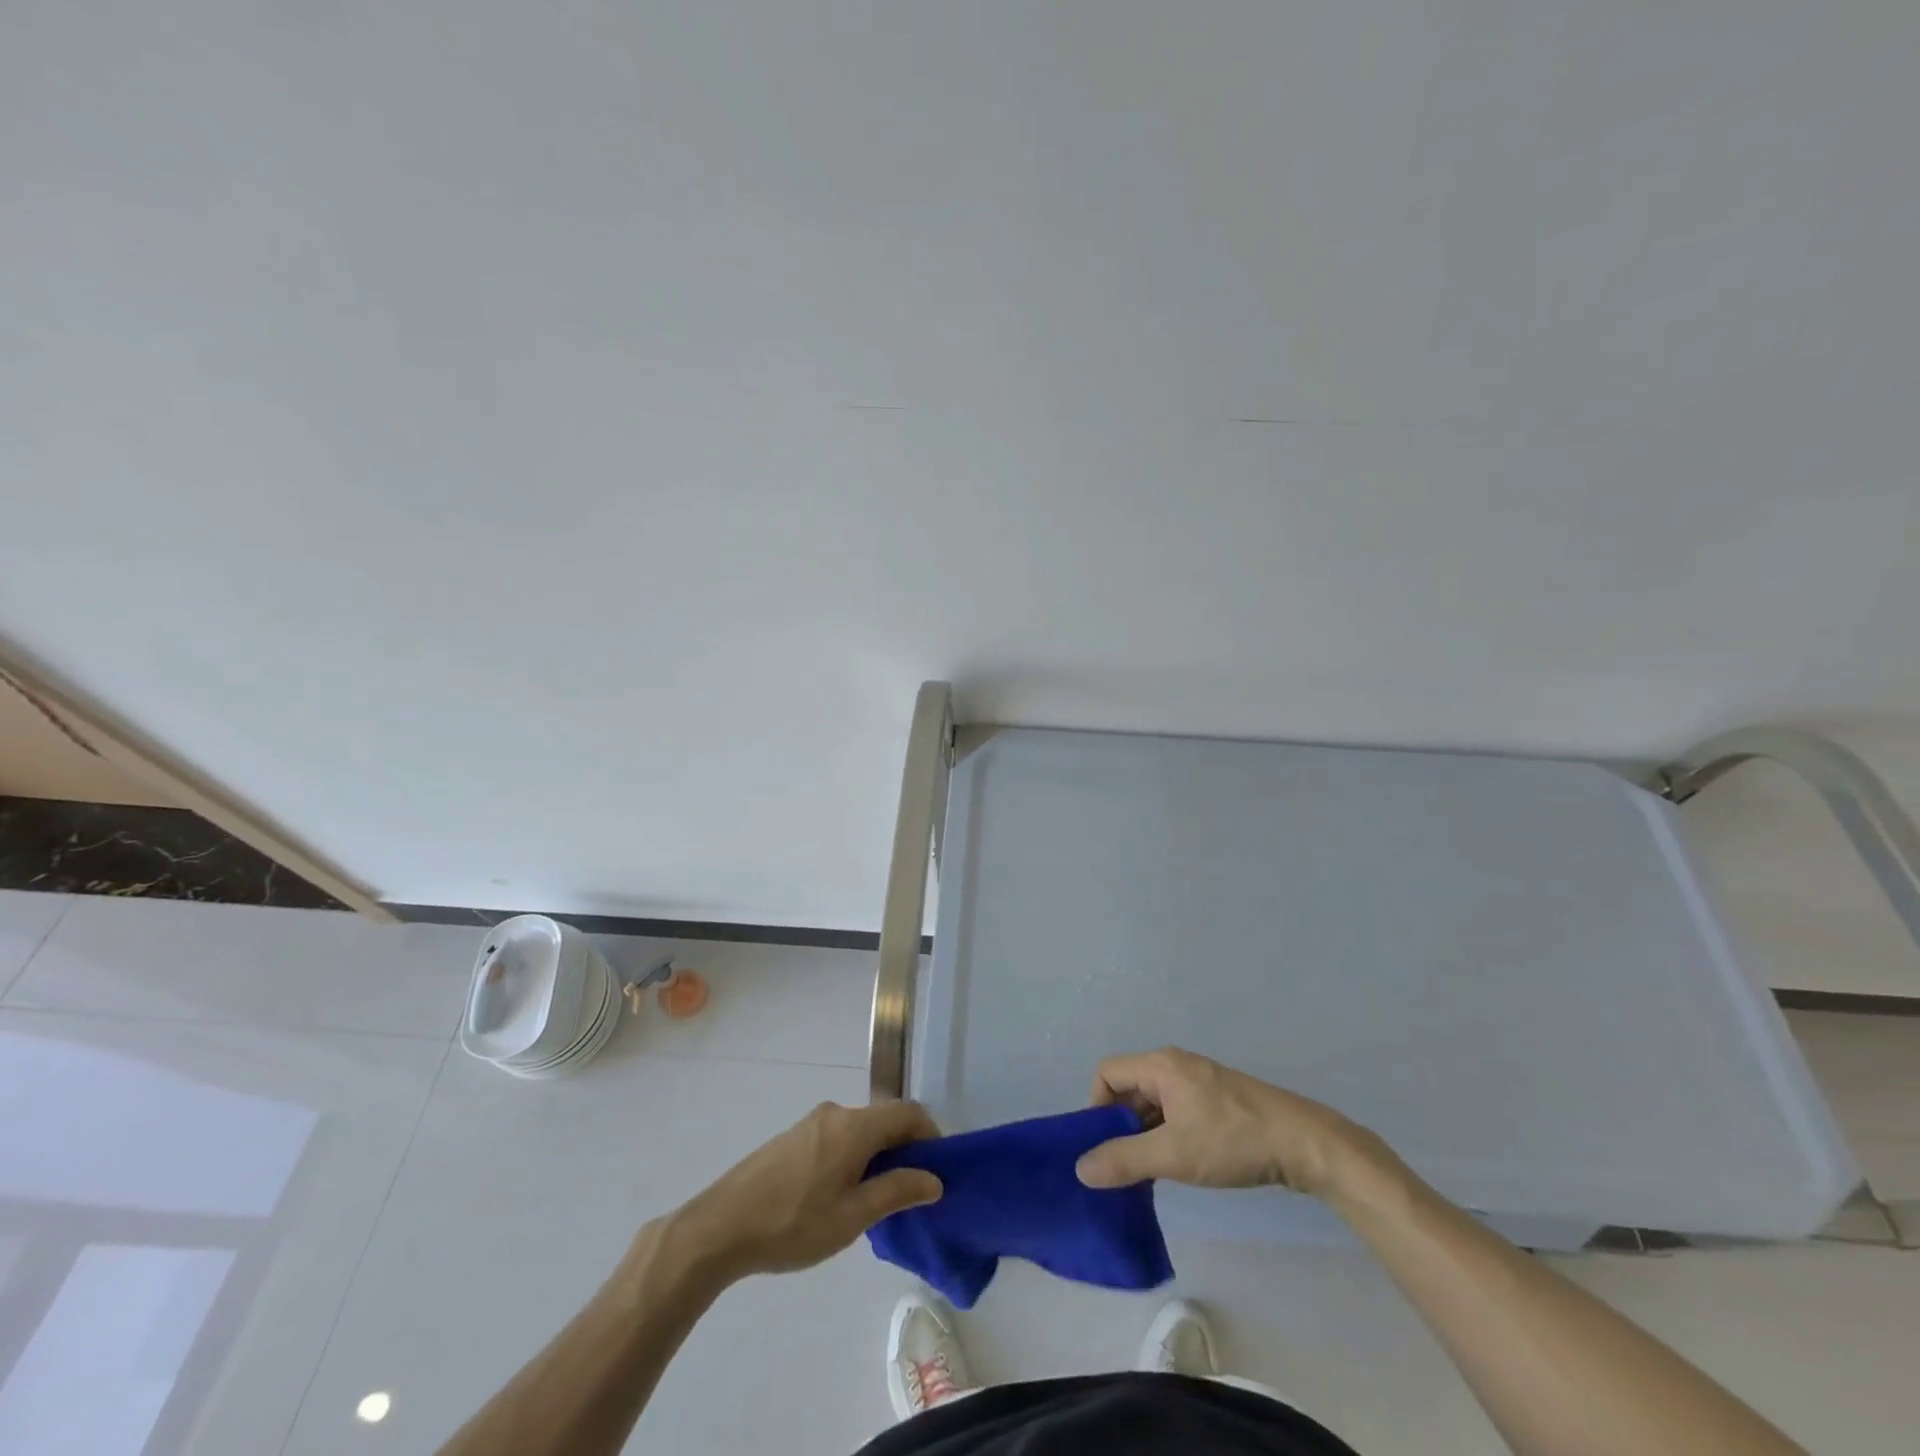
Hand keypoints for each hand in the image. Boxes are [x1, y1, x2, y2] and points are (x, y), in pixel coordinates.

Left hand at [671, 1101, 942, 1280]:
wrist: (720, 1227)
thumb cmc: (794, 1223)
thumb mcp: (853, 1216)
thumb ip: (897, 1191)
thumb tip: (934, 1178)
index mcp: (855, 1125)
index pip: (908, 1113)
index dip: (930, 1136)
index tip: (937, 1171)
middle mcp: (835, 1113)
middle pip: (883, 1120)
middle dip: (904, 1150)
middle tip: (909, 1193)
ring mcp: (811, 1123)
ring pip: (860, 1131)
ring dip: (877, 1156)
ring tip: (875, 1202)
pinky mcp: (792, 1139)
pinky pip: (838, 1138)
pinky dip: (853, 1158)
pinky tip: (840, 1197)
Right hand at [1075, 1047, 1388, 1199]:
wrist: (1305, 1144)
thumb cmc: (1233, 1140)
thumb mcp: (1174, 1154)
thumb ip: (1124, 1160)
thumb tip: (1080, 1168)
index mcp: (1160, 1065)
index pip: (1107, 1073)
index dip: (1097, 1108)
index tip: (1106, 1148)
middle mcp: (1175, 1065)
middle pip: (1129, 1088)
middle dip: (1120, 1127)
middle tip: (1125, 1168)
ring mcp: (1198, 1082)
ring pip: (1153, 1104)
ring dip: (1145, 1135)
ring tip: (1151, 1174)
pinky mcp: (1217, 1102)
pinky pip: (1175, 1112)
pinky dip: (1167, 1136)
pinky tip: (1179, 1166)